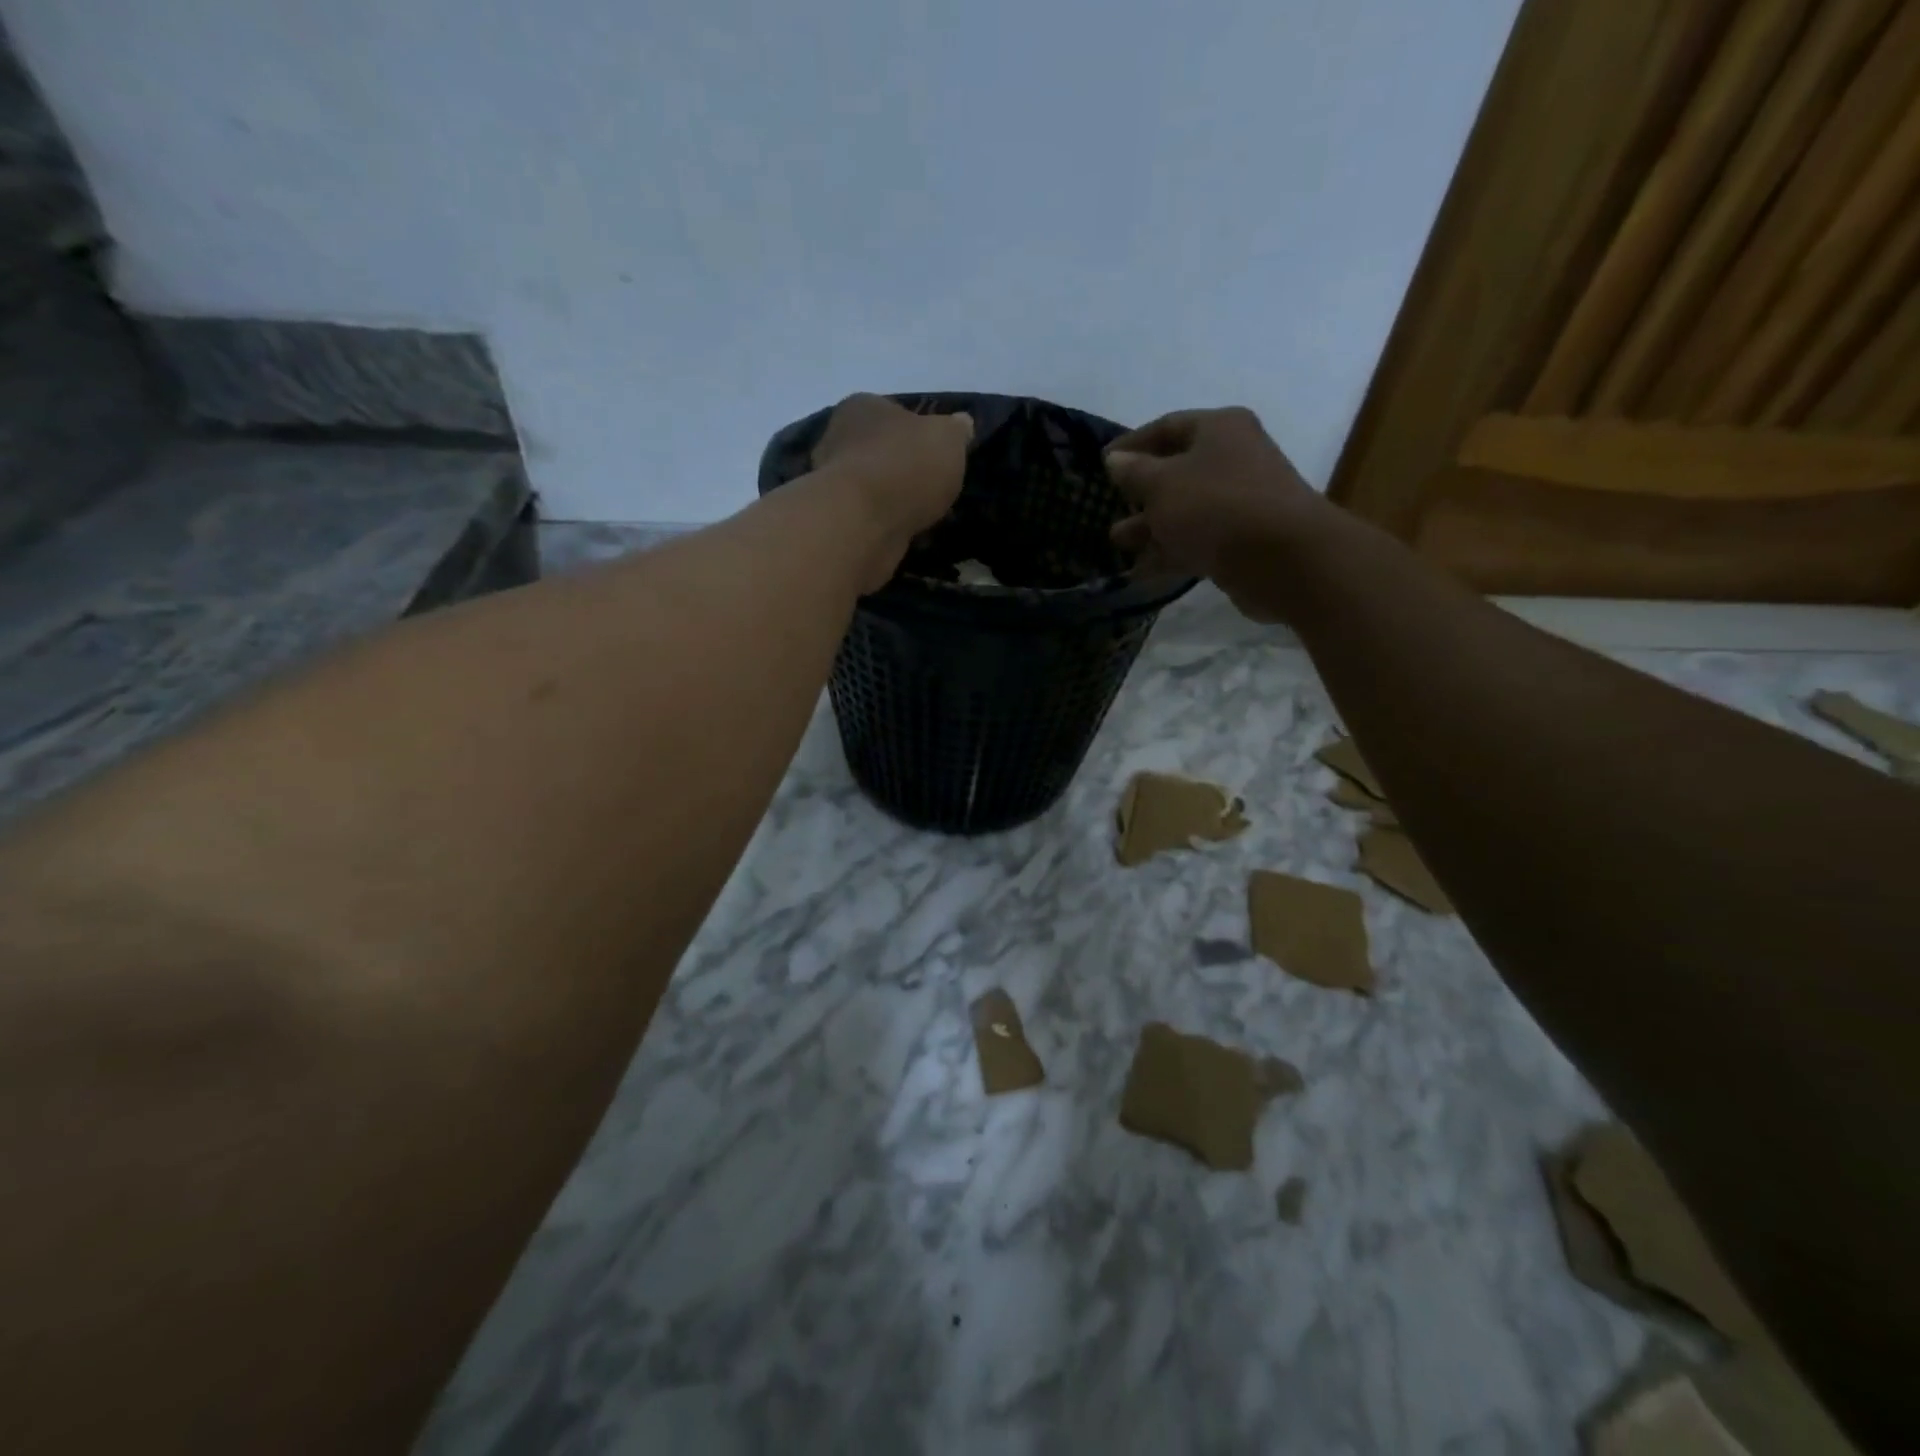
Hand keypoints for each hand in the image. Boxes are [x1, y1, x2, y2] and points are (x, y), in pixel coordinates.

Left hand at [811, 394, 972, 588]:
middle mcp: (838, 437)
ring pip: (871, 486)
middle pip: (879, 450)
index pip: (894, 412)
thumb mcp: (948, 439)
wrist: (862, 522)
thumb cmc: (906, 466)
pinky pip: (867, 517)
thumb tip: (962, 424)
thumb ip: (956, 430)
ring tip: (921, 516)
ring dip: (893, 499)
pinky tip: (903, 534)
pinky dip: (884, 524)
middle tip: (931, 489)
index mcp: (864, 407)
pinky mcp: (833, 518)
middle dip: (903, 468)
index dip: (918, 433)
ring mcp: (830, 481)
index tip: (937, 455)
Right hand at [1105, 407, 1333, 624]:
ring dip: (1151, 526)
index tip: (1101, 463)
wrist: (1282, 559)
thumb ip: (1134, 472)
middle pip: (1177, 470)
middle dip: (1141, 492)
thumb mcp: (1162, 485)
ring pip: (1186, 510)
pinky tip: (1141, 571)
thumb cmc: (1216, 506)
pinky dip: (1170, 552)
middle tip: (1111, 507)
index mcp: (1219, 429)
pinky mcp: (1242, 541)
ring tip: (1119, 543)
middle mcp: (1234, 458)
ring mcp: (1240, 502)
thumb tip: (1115, 460)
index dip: (1131, 444)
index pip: (1167, 426)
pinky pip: (1198, 541)